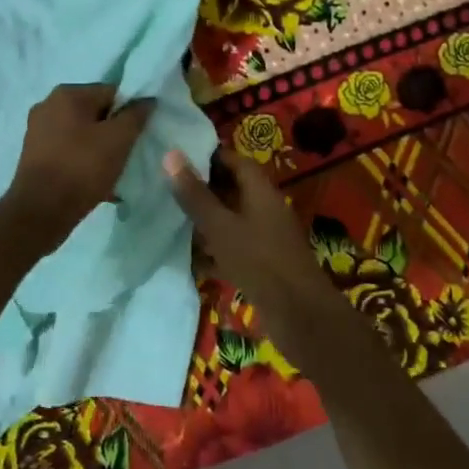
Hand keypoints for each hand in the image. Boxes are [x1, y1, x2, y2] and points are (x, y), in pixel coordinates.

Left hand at [2, 84, 154, 246]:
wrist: (41, 212)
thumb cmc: (82, 168)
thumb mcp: (119, 139)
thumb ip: (136, 115)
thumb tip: (146, 100)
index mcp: (67, 94)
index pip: (112, 92)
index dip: (130, 113)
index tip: (139, 135)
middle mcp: (48, 106)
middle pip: (96, 113)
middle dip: (115, 133)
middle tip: (128, 155)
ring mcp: (38, 131)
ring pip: (83, 135)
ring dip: (101, 150)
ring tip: (114, 173)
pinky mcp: (35, 155)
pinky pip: (70, 152)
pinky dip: (84, 163)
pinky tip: (97, 183)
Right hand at [164, 148, 332, 315]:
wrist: (299, 315)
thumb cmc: (258, 260)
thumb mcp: (220, 226)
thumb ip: (195, 194)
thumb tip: (171, 154)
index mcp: (261, 192)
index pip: (236, 161)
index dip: (210, 156)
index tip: (180, 157)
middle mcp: (266, 209)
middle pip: (234, 190)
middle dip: (204, 189)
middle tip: (169, 187)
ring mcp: (266, 238)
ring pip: (232, 220)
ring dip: (207, 220)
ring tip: (173, 218)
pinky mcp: (263, 265)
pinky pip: (235, 248)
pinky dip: (215, 250)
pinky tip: (191, 258)